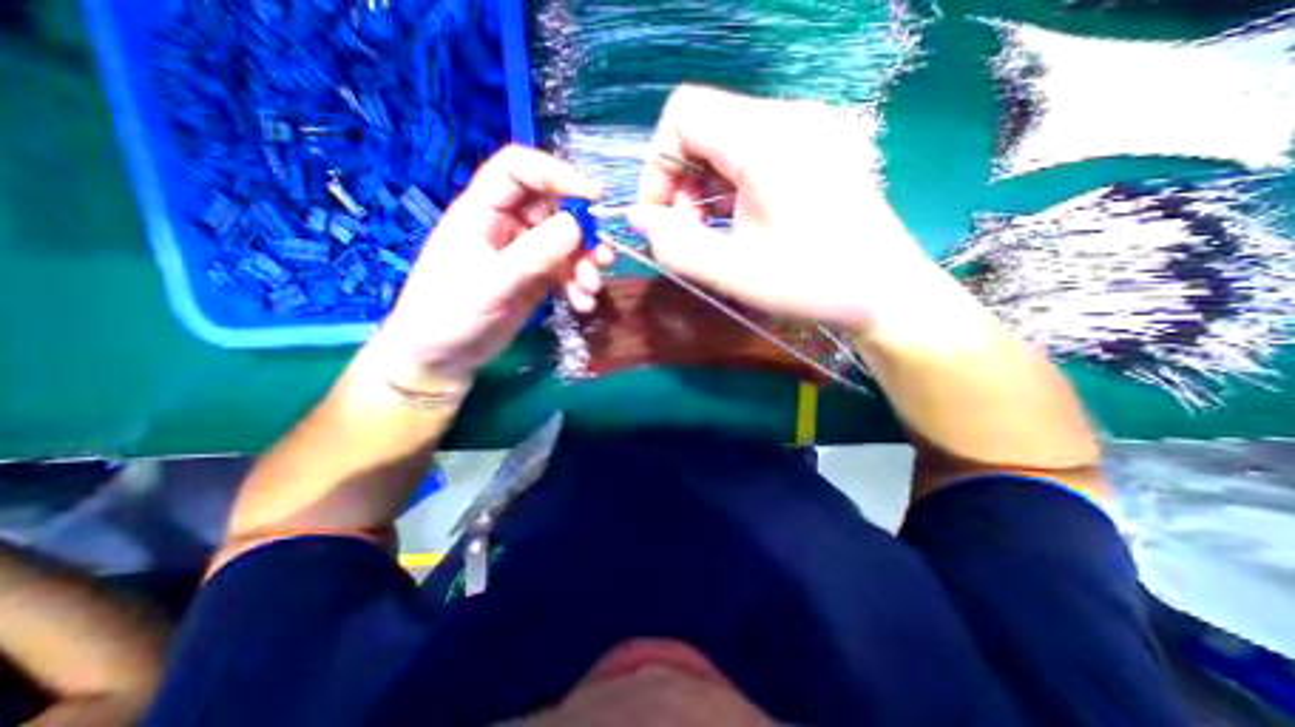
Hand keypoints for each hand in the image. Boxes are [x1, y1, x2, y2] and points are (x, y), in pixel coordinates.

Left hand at [368, 142, 612, 387]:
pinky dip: (579, 285)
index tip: (593, 198)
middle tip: (601, 258)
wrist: (443, 358)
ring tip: (591, 289)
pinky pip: (566, 271)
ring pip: (566, 242)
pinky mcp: (536, 278)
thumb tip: (577, 225)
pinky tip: (583, 304)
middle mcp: (506, 226)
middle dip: (582, 232)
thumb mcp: (490, 285)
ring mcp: (524, 253)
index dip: (556, 174)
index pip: (518, 171)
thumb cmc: (448, 316)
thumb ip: (533, 255)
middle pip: (553, 208)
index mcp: (481, 212)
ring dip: (585, 263)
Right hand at [629, 84, 941, 335]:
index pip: (683, 113)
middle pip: (703, 126)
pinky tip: (741, 222)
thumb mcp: (732, 271)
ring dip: (705, 187)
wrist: (886, 293)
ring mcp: (808, 129)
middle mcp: (788, 117)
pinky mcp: (817, 147)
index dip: (658, 164)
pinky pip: (753, 152)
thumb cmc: (812, 283)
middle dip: (681, 182)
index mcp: (767, 139)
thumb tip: (637, 219)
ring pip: (726, 140)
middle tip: (691, 234)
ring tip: (715, 233)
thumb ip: (674, 245)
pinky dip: (731, 186)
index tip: (661, 216)